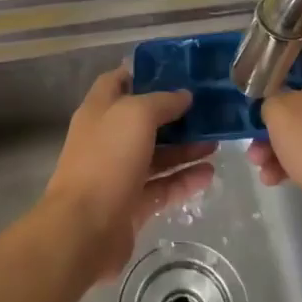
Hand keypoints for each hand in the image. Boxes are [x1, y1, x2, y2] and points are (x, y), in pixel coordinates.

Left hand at [41, 68, 215, 280]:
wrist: (84, 229)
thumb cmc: (107, 159)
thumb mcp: (136, 115)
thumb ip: (162, 102)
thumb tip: (184, 95)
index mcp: (99, 110)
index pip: (119, 81)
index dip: (144, 73)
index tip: (177, 71)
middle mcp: (108, 138)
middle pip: (144, 120)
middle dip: (175, 115)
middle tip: (208, 110)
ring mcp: (119, 173)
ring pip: (157, 155)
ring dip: (185, 148)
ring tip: (217, 142)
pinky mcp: (132, 204)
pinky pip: (163, 186)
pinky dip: (185, 179)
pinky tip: (210, 173)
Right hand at [248, 30, 301, 242]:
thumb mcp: (278, 112)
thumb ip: (267, 97)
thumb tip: (271, 102)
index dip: (284, 41)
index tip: (259, 56)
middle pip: (301, 82)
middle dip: (271, 101)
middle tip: (250, 111)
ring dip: (275, 136)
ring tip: (255, 157)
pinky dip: (291, 158)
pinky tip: (272, 177)